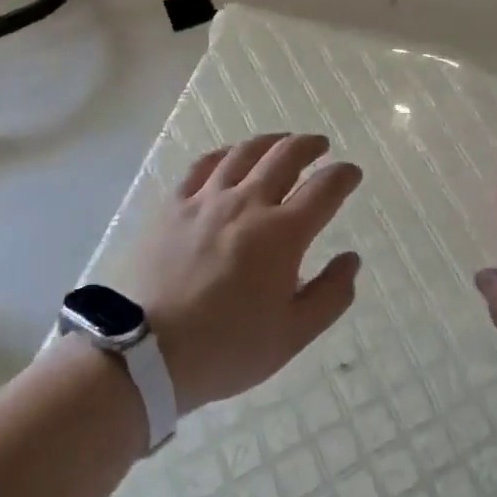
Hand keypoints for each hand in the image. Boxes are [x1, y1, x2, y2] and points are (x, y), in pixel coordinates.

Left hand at [132, 134, 362, 411]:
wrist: (144, 354)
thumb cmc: (226, 348)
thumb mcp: (292, 335)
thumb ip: (330, 295)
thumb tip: (351, 259)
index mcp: (283, 233)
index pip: (325, 188)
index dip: (343, 175)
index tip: (351, 173)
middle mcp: (248, 203)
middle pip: (286, 156)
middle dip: (309, 146)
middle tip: (320, 146)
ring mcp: (207, 199)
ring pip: (245, 152)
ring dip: (271, 141)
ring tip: (281, 142)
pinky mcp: (174, 205)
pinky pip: (204, 165)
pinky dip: (226, 153)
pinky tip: (230, 156)